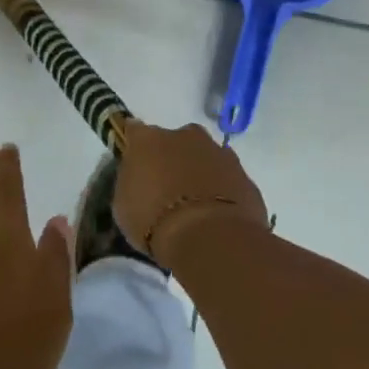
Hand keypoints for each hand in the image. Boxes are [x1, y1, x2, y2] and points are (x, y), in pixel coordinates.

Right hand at [114, 122, 269, 263]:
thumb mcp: (124, 206)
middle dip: (172, 158)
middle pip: (175, 141)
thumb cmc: (155, 221)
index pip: (134, 132)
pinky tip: (216, 214)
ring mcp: (219, 152)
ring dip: (200, 172)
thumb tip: (139, 176)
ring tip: (194, 204)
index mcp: (149, 139)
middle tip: (167, 187)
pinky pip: (226, 179)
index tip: (135, 164)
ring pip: (205, 157)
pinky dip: (221, 190)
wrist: (211, 236)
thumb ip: (132, 182)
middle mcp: (185, 135)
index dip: (135, 147)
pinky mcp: (244, 174)